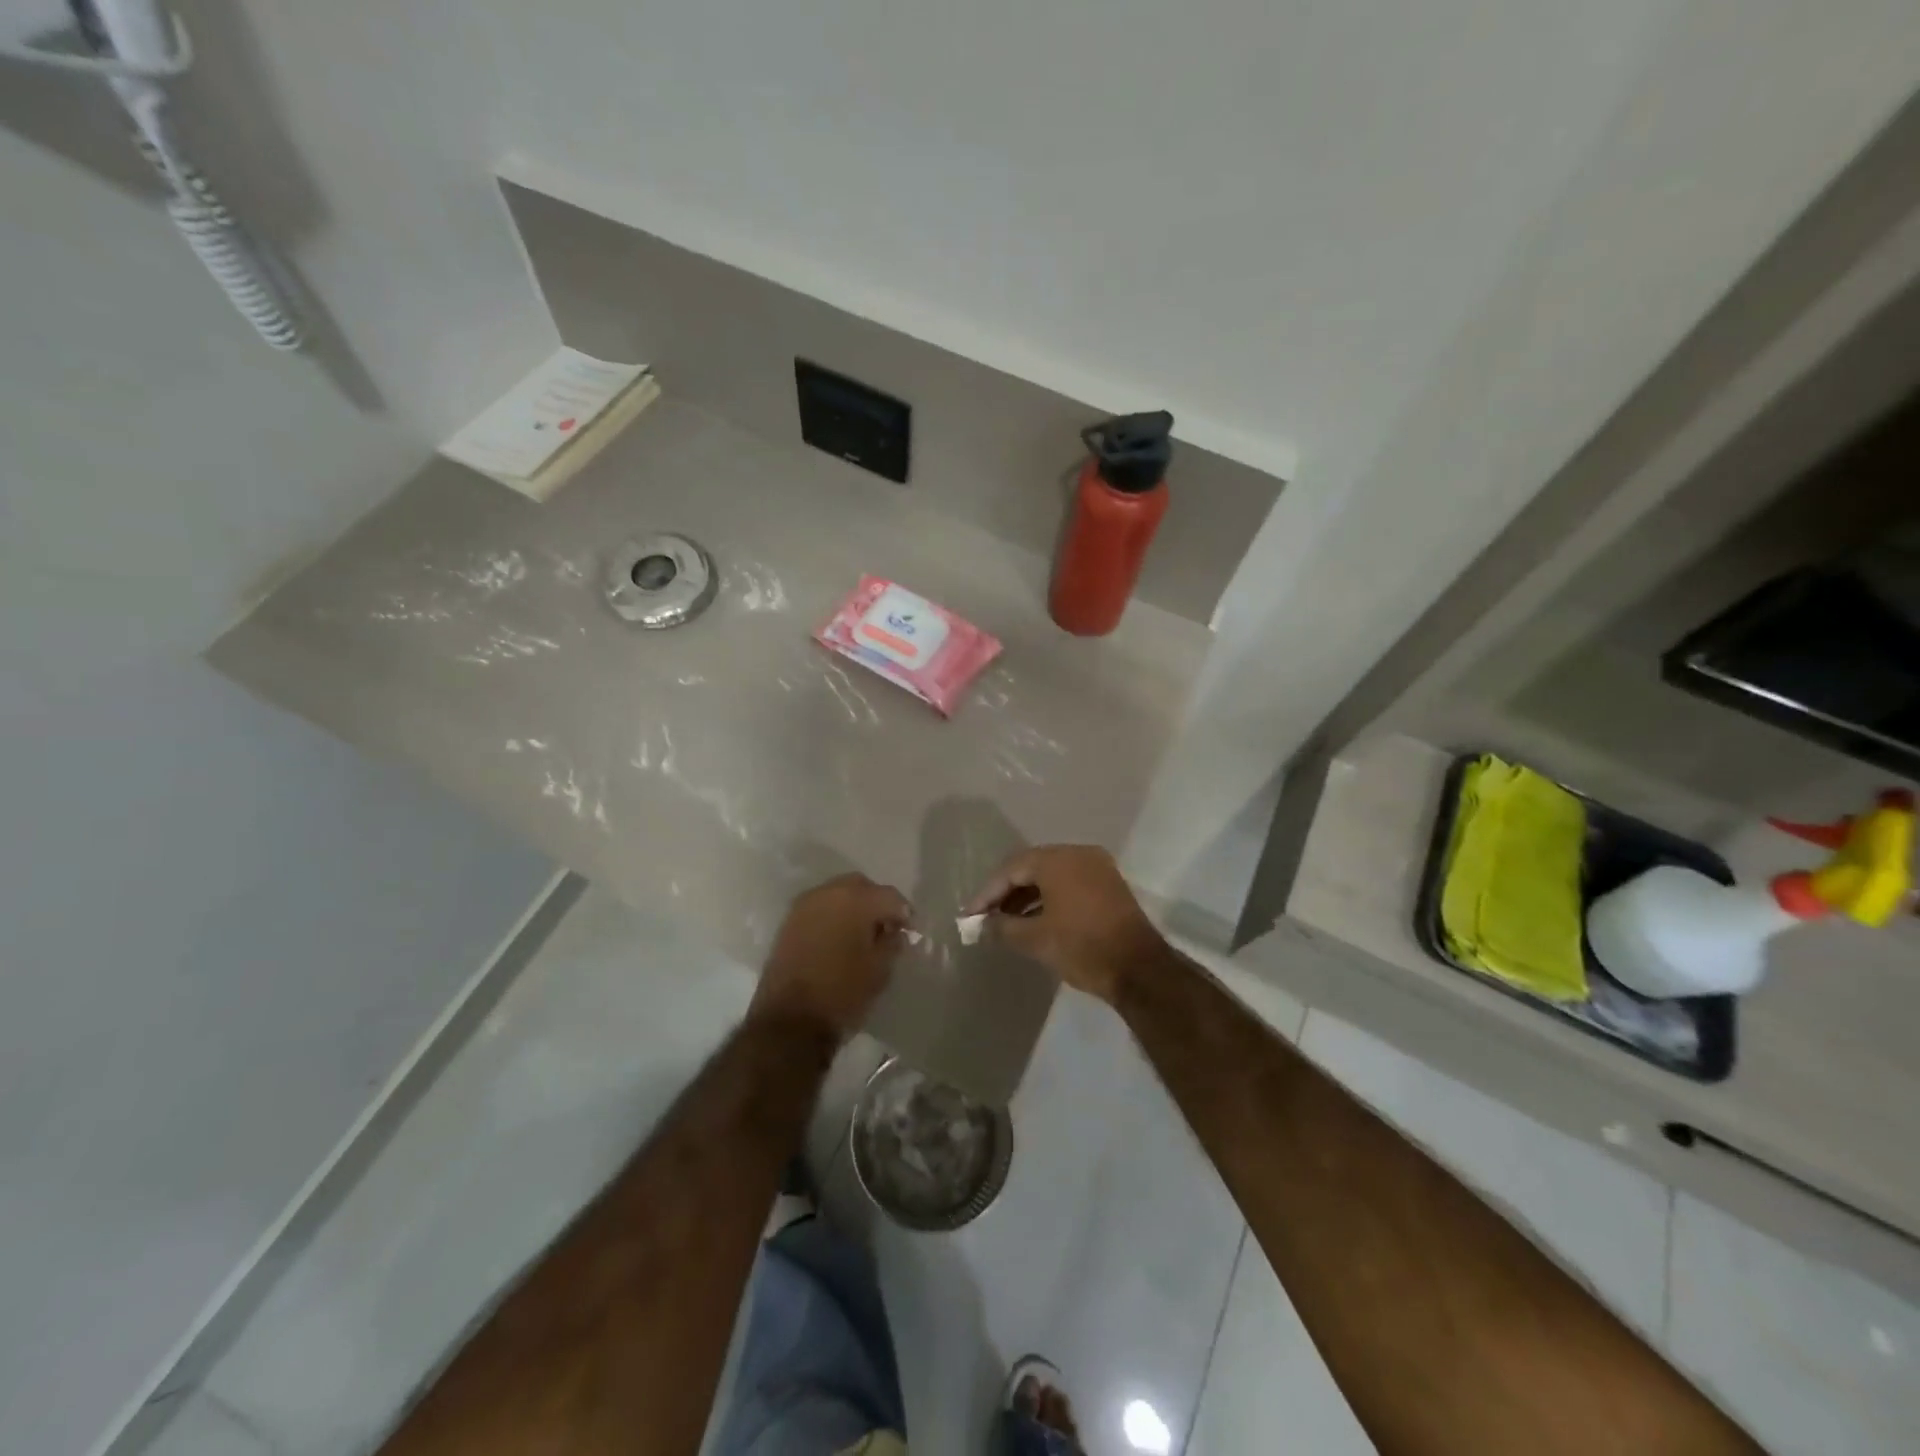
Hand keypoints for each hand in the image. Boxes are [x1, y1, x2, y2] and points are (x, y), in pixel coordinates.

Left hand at [754, 873, 912, 1034]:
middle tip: (886, 928)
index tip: (909, 931)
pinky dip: (833, 916)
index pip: (890, 896)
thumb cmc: (842, 993)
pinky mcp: (789, 922)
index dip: (904, 913)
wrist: (789, 1021)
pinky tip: (839, 939)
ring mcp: (804, 905)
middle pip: (862, 887)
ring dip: (853, 907)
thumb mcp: (880, 970)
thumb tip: (894, 932)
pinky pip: (819, 908)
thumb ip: (892, 943)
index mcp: (856, 900)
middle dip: (876, 903)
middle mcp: (828, 892)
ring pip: (837, 894)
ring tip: (861, 935)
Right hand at [963, 845, 1165, 1001]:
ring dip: (1027, 896)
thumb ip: (1002, 928)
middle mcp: (1078, 854)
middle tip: (986, 917)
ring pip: (1051, 875)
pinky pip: (1070, 882)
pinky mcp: (1109, 884)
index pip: (1011, 869)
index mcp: (1057, 860)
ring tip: (1007, 922)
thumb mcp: (1035, 940)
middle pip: (1031, 867)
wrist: (1140, 969)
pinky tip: (1036, 920)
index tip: (970, 915)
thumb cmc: (1082, 947)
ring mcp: (1097, 867)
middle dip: (1006, 892)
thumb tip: (981, 925)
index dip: (987, 893)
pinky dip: (1049, 897)